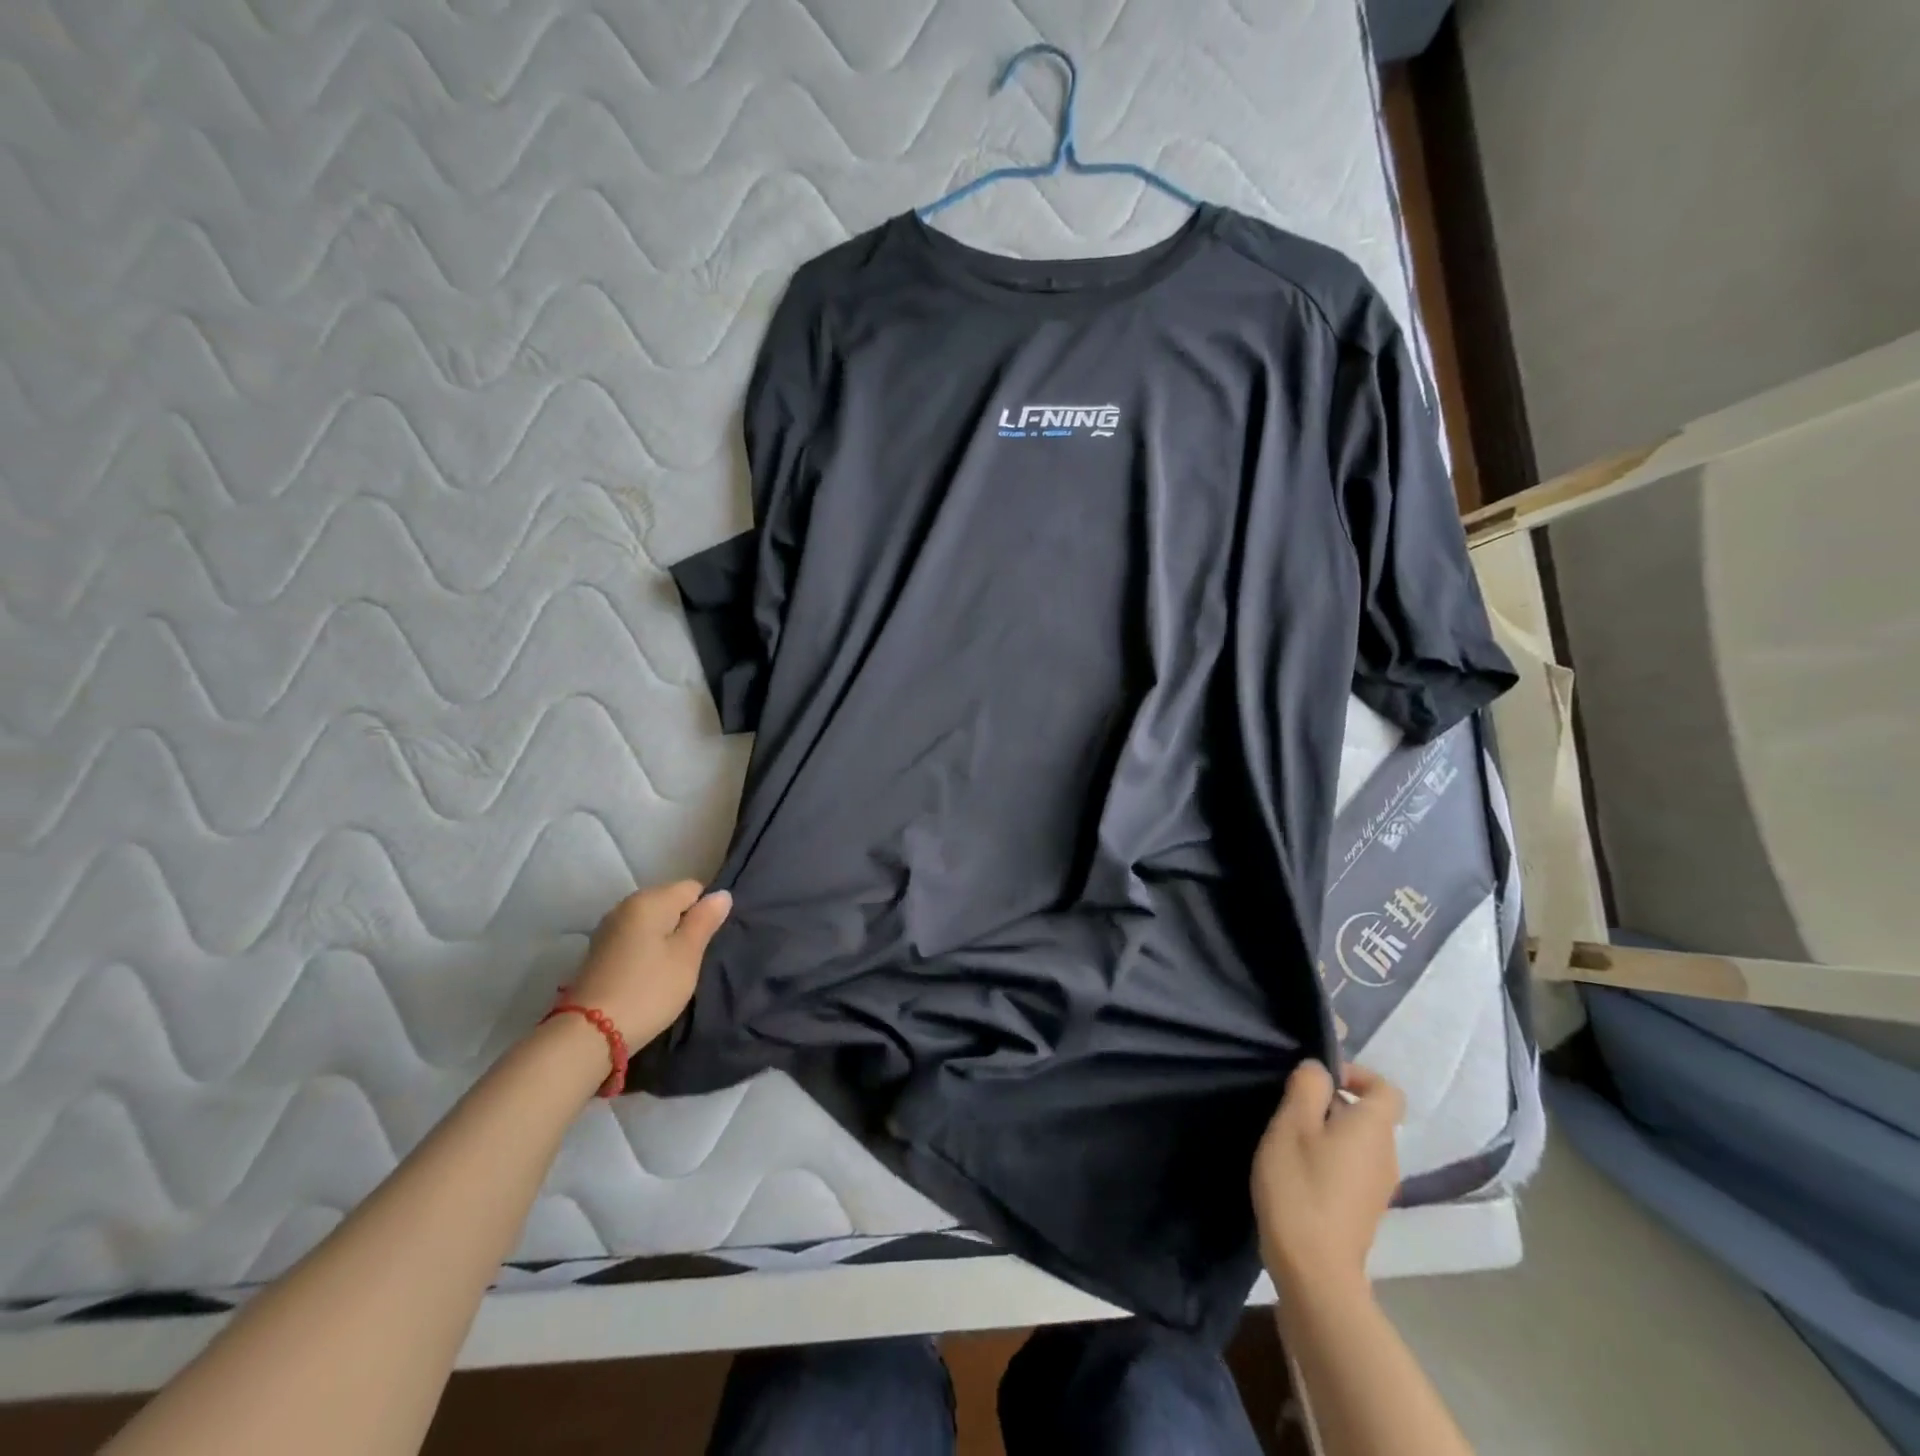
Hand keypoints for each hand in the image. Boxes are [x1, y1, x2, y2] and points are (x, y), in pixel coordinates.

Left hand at [569, 881, 730, 1047]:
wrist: (589, 1034)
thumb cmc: (648, 990)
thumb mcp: (687, 956)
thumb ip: (705, 921)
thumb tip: (721, 894)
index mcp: (650, 900)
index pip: (693, 888)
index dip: (705, 912)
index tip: (704, 943)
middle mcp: (626, 905)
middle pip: (670, 901)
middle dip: (684, 924)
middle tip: (690, 959)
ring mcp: (609, 928)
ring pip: (652, 922)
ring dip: (666, 939)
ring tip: (670, 970)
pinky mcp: (599, 951)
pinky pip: (635, 938)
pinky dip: (647, 950)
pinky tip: (648, 975)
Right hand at [1251, 1060, 1403, 1298]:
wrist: (1314, 1270)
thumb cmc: (1300, 1186)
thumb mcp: (1292, 1125)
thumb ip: (1307, 1088)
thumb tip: (1319, 1069)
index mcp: (1373, 1130)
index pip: (1386, 1089)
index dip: (1356, 1074)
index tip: (1318, 1079)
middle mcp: (1386, 1156)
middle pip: (1368, 1115)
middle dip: (1331, 1103)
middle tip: (1290, 1108)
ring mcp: (1378, 1187)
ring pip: (1357, 1142)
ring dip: (1326, 1132)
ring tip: (1287, 1139)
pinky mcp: (1364, 1210)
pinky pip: (1352, 1167)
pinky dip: (1329, 1159)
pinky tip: (1296, 1170)